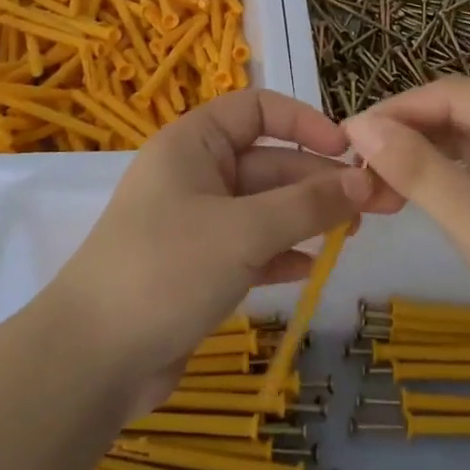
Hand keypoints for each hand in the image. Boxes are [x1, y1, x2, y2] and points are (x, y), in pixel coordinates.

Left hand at [45, 90, 397, 406]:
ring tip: (354, 235)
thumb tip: (364, 181)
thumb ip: (308, 204)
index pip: (256, 109)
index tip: (347, 150)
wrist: (92, 360)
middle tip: (377, 204)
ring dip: (308, 218)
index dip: (304, 122)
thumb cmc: (167, 270)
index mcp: (193, 144)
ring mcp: (197, 224)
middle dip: (320, 180)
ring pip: (265, 208)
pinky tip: (312, 268)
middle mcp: (195, 175)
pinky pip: (252, 248)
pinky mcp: (200, 268)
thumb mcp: (244, 231)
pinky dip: (282, 253)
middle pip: (269, 162)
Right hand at [343, 77, 469, 376]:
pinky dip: (447, 179)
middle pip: (464, 114)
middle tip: (355, 166)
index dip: (398, 111)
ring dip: (424, 158)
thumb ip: (417, 168)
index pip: (457, 95)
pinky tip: (412, 192)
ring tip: (373, 181)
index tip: (345, 136)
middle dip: (409, 136)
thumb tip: (359, 125)